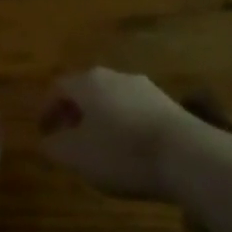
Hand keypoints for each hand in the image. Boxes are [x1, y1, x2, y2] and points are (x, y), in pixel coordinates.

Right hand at [39, 67, 205, 200]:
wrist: (187, 155)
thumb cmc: (122, 152)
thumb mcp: (77, 156)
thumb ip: (55, 146)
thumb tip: (47, 140)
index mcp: (88, 82)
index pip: (58, 88)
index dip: (47, 110)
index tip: (44, 133)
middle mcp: (114, 76)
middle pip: (86, 90)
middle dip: (75, 113)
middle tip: (69, 138)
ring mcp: (144, 88)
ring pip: (112, 100)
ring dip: (101, 119)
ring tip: (101, 147)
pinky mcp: (168, 104)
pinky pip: (135, 111)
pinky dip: (125, 126)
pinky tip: (130, 150)